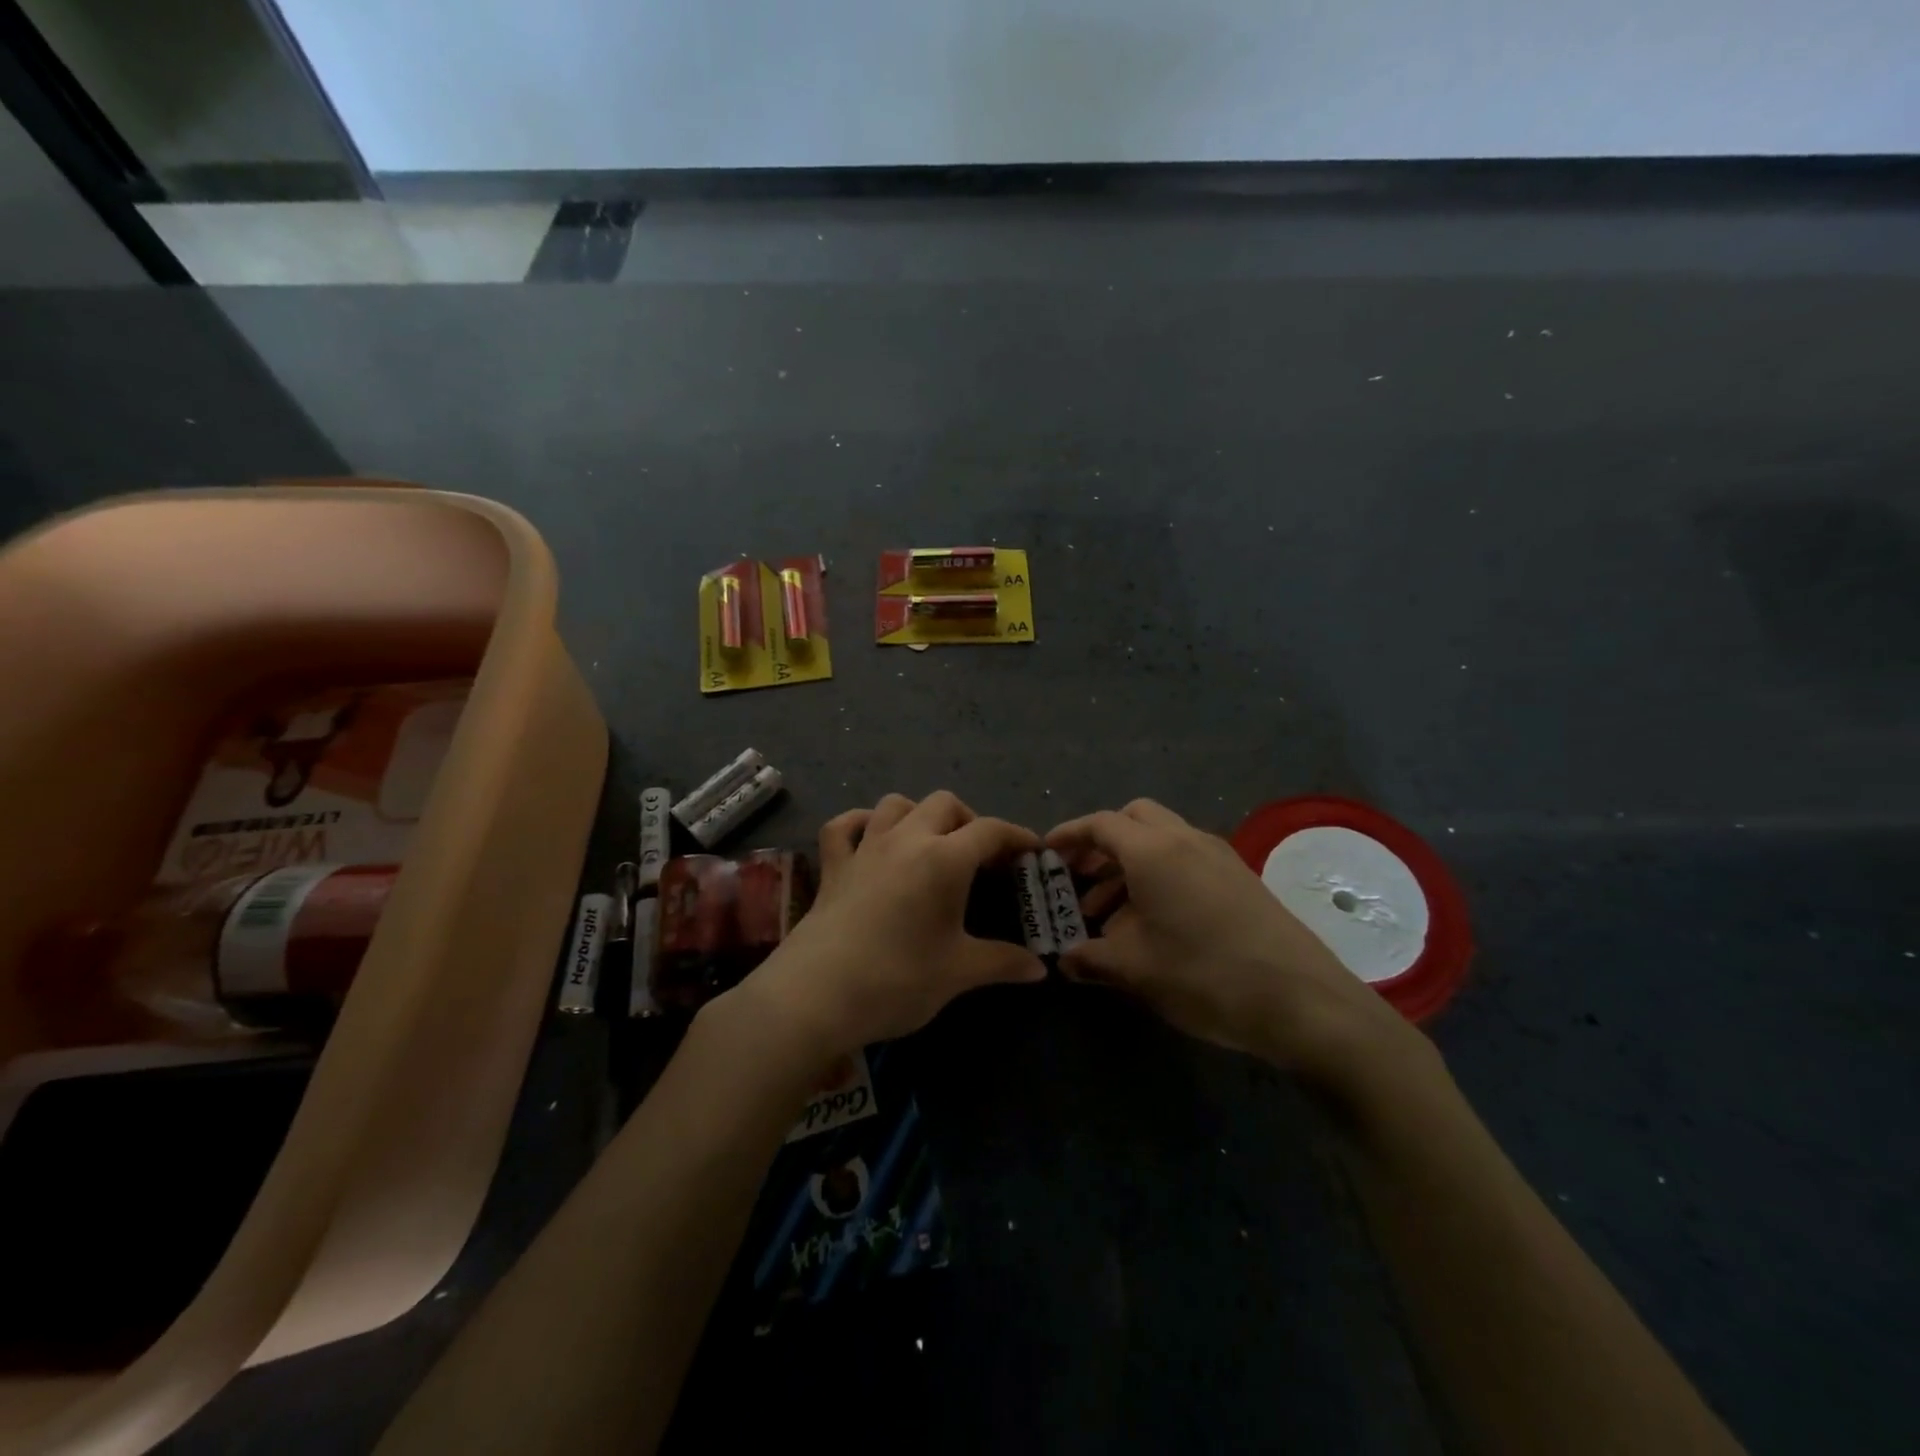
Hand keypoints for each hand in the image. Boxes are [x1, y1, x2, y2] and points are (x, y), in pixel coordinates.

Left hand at [738, 791, 1046, 1061]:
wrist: (816, 996)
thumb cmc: (897, 980)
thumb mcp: (958, 973)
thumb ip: (1003, 963)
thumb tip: (1040, 968)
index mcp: (944, 859)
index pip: (990, 831)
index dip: (1016, 836)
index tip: (1032, 851)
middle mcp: (905, 839)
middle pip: (944, 804)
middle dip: (969, 820)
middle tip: (981, 856)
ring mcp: (865, 848)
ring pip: (896, 804)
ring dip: (919, 814)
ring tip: (931, 844)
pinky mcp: (833, 865)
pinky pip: (845, 826)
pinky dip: (861, 823)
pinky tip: (871, 839)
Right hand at [1046, 799, 1428, 1094]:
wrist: (1305, 1002)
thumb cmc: (1206, 976)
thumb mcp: (1136, 970)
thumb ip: (1091, 960)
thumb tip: (1064, 961)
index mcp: (1155, 851)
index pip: (1101, 824)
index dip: (1068, 835)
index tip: (1045, 854)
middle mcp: (1187, 840)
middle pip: (1135, 819)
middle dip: (1102, 843)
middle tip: (1079, 878)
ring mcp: (1219, 857)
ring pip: (1162, 842)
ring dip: (1129, 865)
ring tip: (1108, 916)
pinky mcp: (1240, 879)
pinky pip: (1187, 861)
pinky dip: (1159, 877)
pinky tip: (1153, 925)